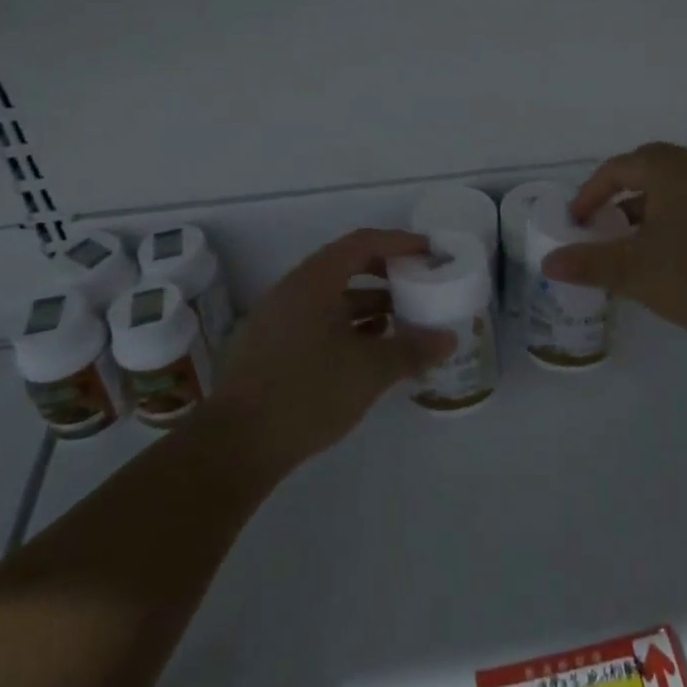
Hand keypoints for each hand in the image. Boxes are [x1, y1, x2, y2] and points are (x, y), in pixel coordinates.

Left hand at [212, 229, 455, 474]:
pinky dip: (345, 325)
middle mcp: (292, 290)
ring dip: (366, 303)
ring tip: (399, 321)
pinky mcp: (269, 346)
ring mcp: (276, 318)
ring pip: (330, 296)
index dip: (399, 242)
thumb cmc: (309, 392)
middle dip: (385, 273)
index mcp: (314, 281)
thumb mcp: (370, 371)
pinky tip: (366, 351)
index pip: (362, 243)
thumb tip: (449, 339)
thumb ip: (412, 349)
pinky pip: (315, 320)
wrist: (237, 444)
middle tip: (417, 283)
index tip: (428, 251)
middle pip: (345, 265)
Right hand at [540, 142, 686, 349]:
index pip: (617, 168)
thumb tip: (548, 262)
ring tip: (631, 241)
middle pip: (647, 169)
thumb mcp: (633, 271)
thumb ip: (587, 262)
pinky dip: (674, 215)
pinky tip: (670, 250)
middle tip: (600, 224)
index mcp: (669, 167)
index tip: (577, 221)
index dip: (590, 193)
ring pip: (674, 186)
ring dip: (647, 207)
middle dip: (618, 195)